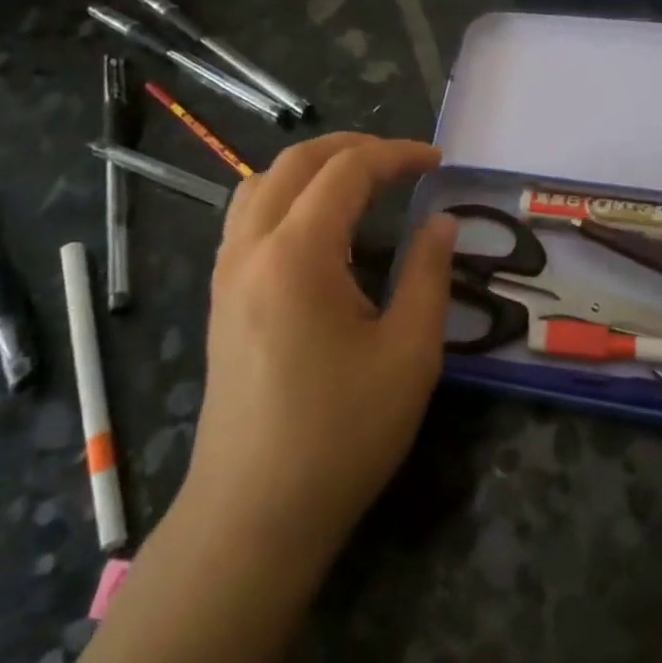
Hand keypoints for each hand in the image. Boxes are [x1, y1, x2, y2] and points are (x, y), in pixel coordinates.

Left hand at [177, 133, 457, 561]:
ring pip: (261, 183)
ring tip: (360, 182)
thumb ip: (428, 274)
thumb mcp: (409, 353)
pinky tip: (317, 228)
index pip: (347, 171)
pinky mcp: (221, 298)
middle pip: (296, 163)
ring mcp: (227, 273)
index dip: (396, 155)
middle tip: (403, 162)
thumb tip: (440, 222)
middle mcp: (251, 248)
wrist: (254, 513)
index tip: (438, 162)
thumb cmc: (341, 434)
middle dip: (353, 148)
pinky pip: (247, 217)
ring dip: (313, 168)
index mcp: (297, 254)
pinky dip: (285, 196)